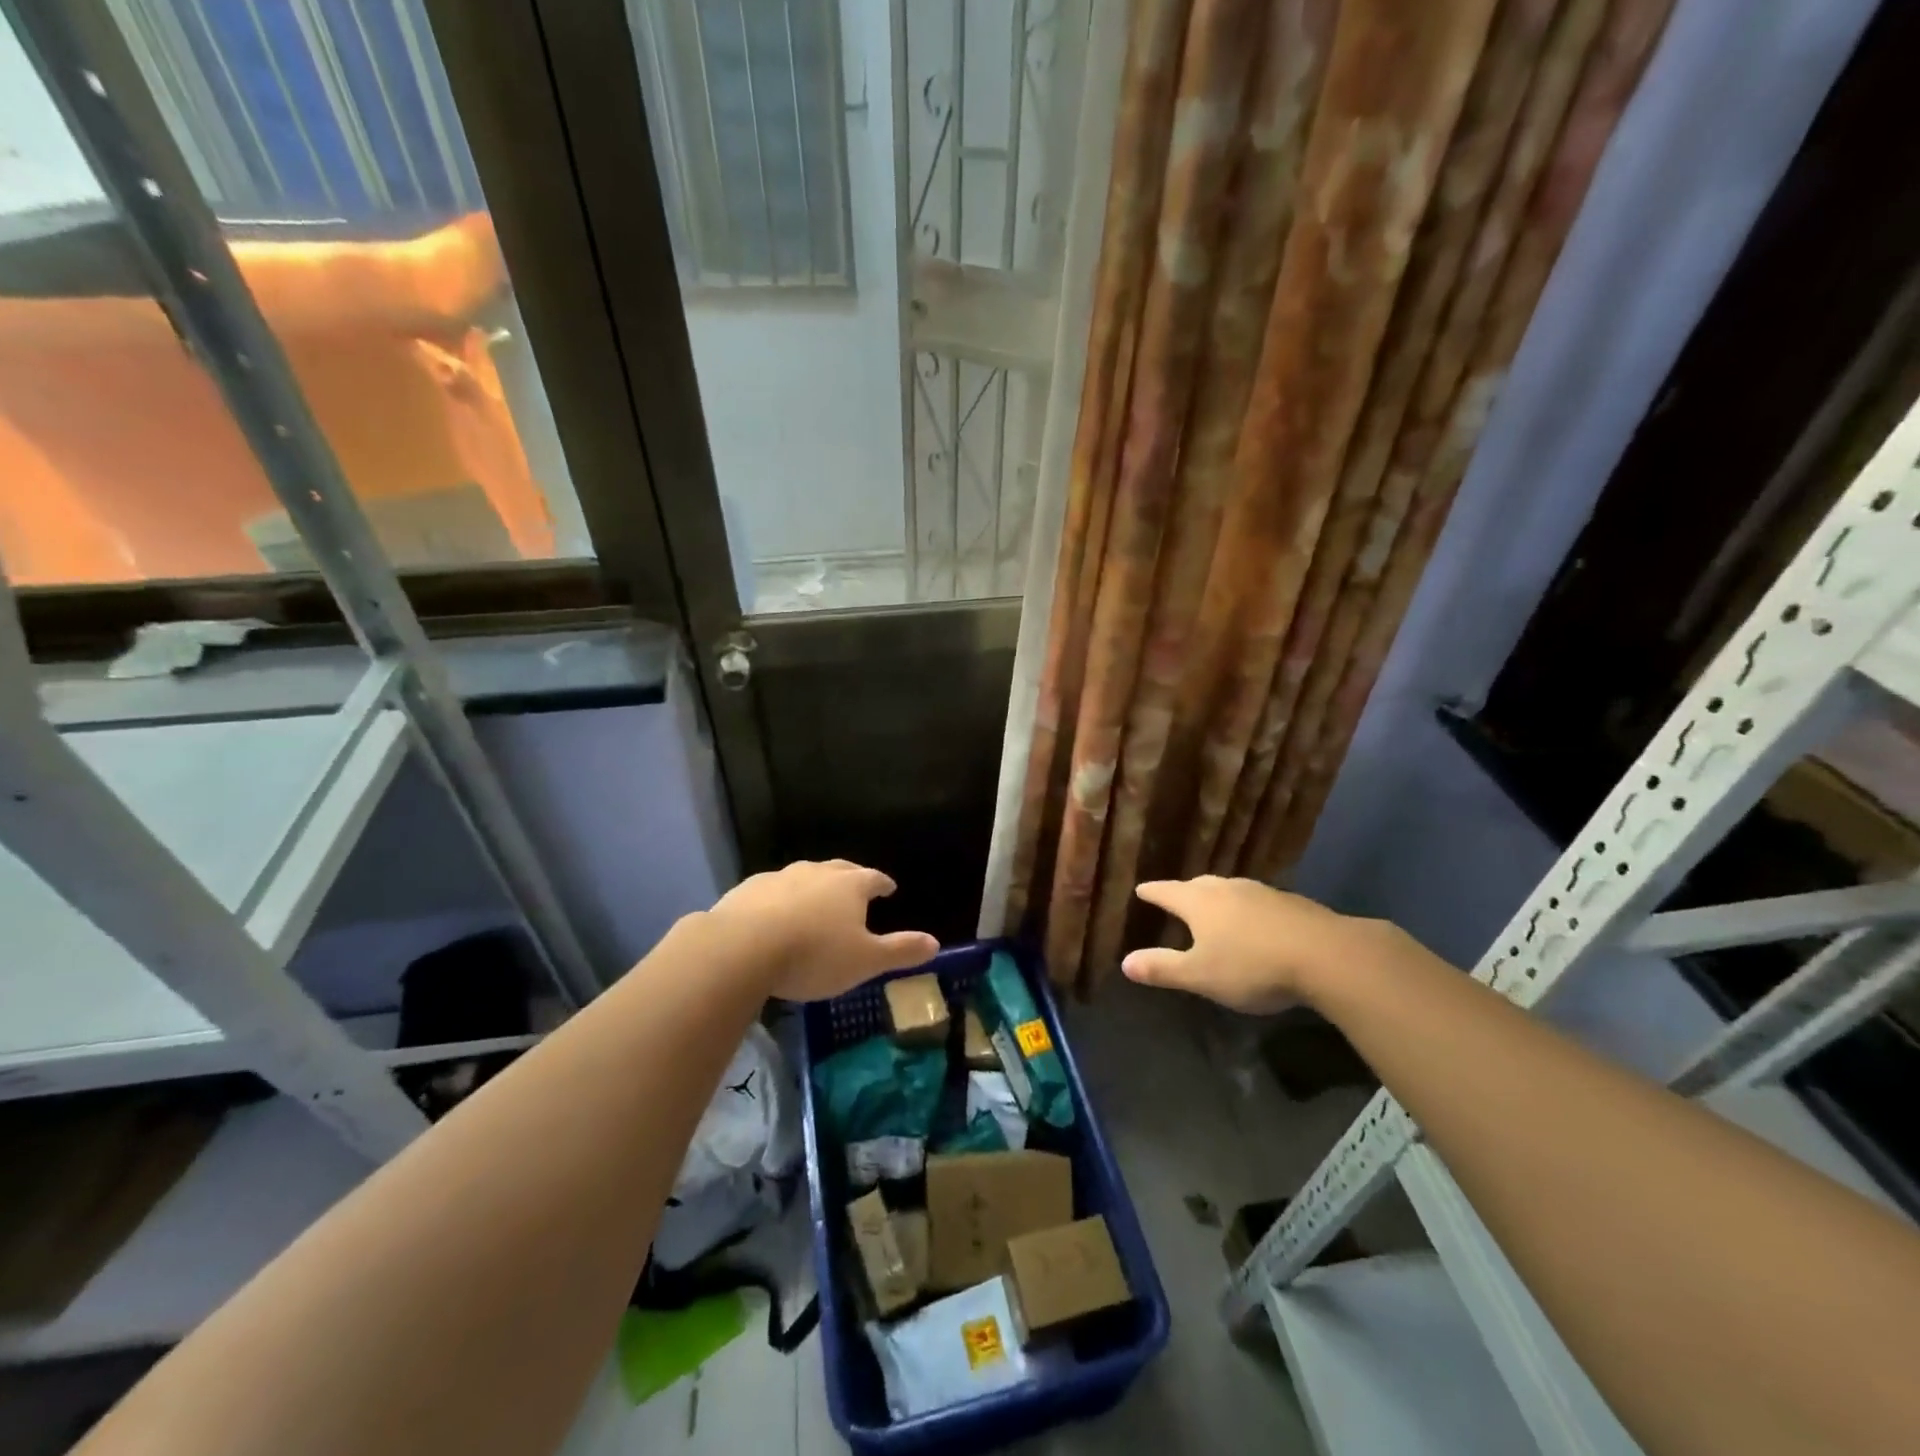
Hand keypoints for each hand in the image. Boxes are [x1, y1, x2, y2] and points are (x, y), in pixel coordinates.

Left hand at [709, 859, 938, 1002]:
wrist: (743, 947)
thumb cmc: (814, 954)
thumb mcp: (865, 961)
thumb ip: (900, 950)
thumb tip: (936, 942)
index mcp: (849, 886)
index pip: (873, 878)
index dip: (882, 883)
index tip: (888, 888)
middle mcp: (817, 872)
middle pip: (839, 869)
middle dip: (850, 877)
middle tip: (856, 886)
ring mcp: (780, 877)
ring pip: (803, 876)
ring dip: (813, 886)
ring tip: (814, 902)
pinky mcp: (748, 889)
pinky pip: (772, 890)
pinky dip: (779, 898)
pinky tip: (774, 914)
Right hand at [1123, 876, 1385, 1013]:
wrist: (1326, 955)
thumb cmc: (1252, 966)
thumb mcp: (1200, 975)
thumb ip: (1163, 969)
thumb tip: (1125, 962)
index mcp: (1198, 902)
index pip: (1166, 891)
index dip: (1151, 892)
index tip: (1141, 890)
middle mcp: (1227, 888)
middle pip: (1198, 885)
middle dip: (1184, 892)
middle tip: (1176, 898)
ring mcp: (1261, 892)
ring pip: (1230, 890)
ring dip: (1218, 898)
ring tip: (1214, 909)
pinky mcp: (1291, 903)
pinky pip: (1257, 901)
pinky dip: (1247, 909)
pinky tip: (1255, 924)